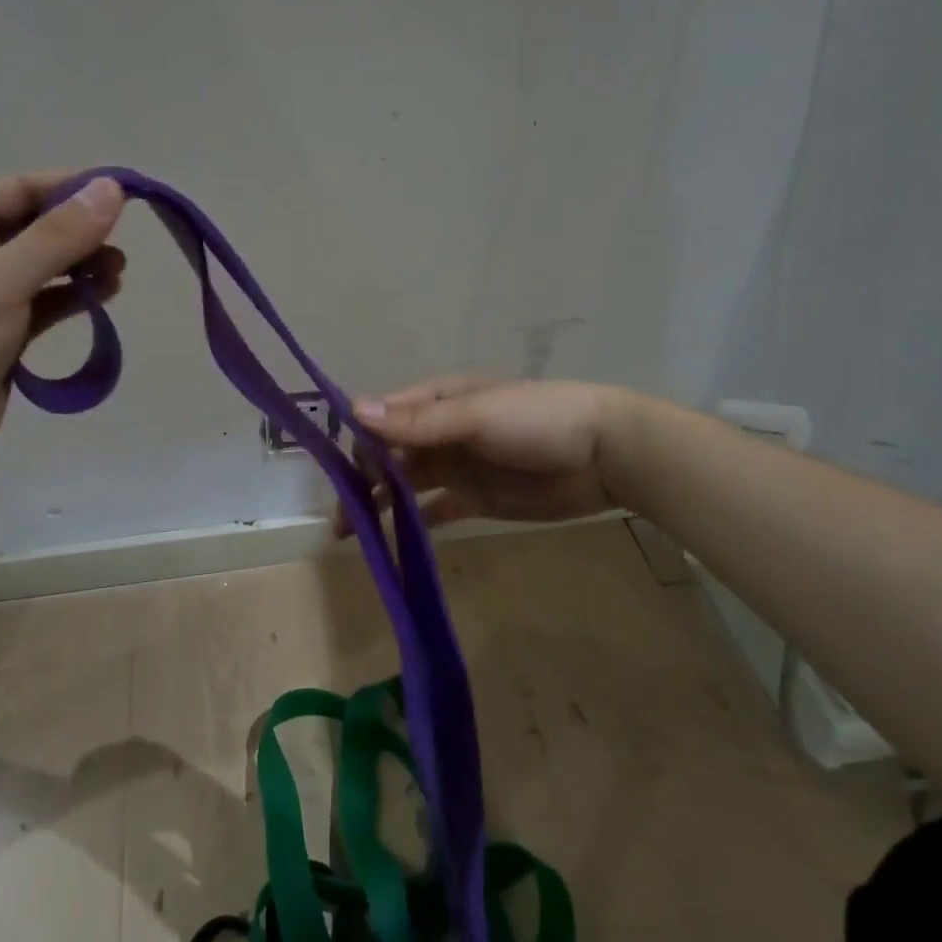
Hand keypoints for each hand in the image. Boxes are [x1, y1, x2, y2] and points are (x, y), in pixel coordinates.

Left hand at [0, 172, 125, 483]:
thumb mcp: (0, 283)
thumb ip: (57, 238)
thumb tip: (112, 190)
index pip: (22, 189)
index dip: (72, 188)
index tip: (124, 195)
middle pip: (39, 226)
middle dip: (82, 231)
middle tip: (122, 243)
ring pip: (48, 266)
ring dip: (84, 264)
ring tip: (118, 272)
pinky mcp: (8, 333)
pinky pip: (49, 302)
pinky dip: (77, 296)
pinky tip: (105, 296)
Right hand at [339, 376, 626, 533]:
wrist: (604, 454)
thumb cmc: (537, 420)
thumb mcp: (475, 415)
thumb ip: (417, 422)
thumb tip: (354, 410)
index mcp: (437, 401)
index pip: (384, 418)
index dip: (359, 443)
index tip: (337, 472)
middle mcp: (440, 432)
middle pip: (389, 454)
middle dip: (362, 479)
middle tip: (340, 514)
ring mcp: (457, 466)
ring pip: (405, 484)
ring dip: (379, 503)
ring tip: (350, 532)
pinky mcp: (474, 498)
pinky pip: (434, 510)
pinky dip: (412, 522)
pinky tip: (389, 540)